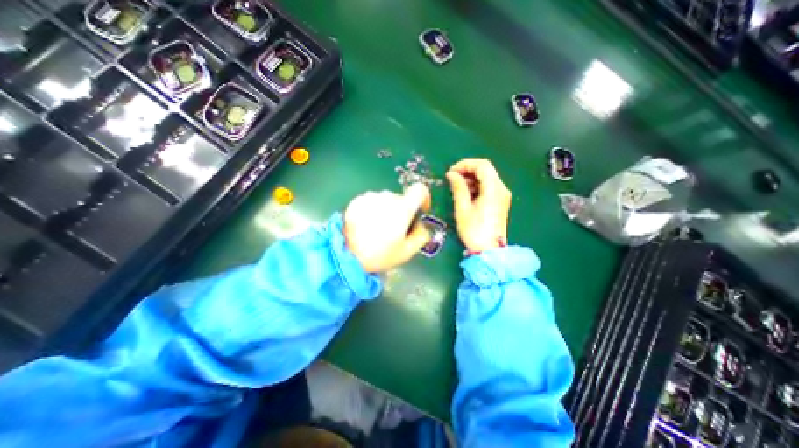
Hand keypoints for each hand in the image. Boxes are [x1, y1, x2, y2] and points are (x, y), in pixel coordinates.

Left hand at [341, 182, 430, 272]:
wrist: (346, 254)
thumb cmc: (380, 254)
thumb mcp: (407, 251)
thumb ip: (421, 235)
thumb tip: (421, 224)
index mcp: (402, 208)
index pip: (420, 190)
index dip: (424, 198)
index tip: (420, 210)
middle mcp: (387, 197)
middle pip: (402, 199)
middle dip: (403, 211)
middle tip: (395, 230)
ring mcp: (370, 197)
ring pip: (386, 200)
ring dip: (387, 210)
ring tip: (378, 229)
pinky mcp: (357, 200)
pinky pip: (372, 201)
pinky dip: (374, 210)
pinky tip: (367, 225)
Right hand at [446, 160, 506, 252]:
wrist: (489, 251)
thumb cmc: (474, 231)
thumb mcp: (463, 208)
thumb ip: (458, 188)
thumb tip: (451, 174)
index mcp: (494, 189)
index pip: (482, 165)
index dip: (465, 164)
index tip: (451, 172)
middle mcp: (501, 189)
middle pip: (485, 170)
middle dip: (467, 171)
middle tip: (452, 179)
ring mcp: (502, 196)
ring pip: (487, 178)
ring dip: (471, 179)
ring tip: (457, 188)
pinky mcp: (500, 202)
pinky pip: (488, 187)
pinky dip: (476, 186)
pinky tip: (466, 194)